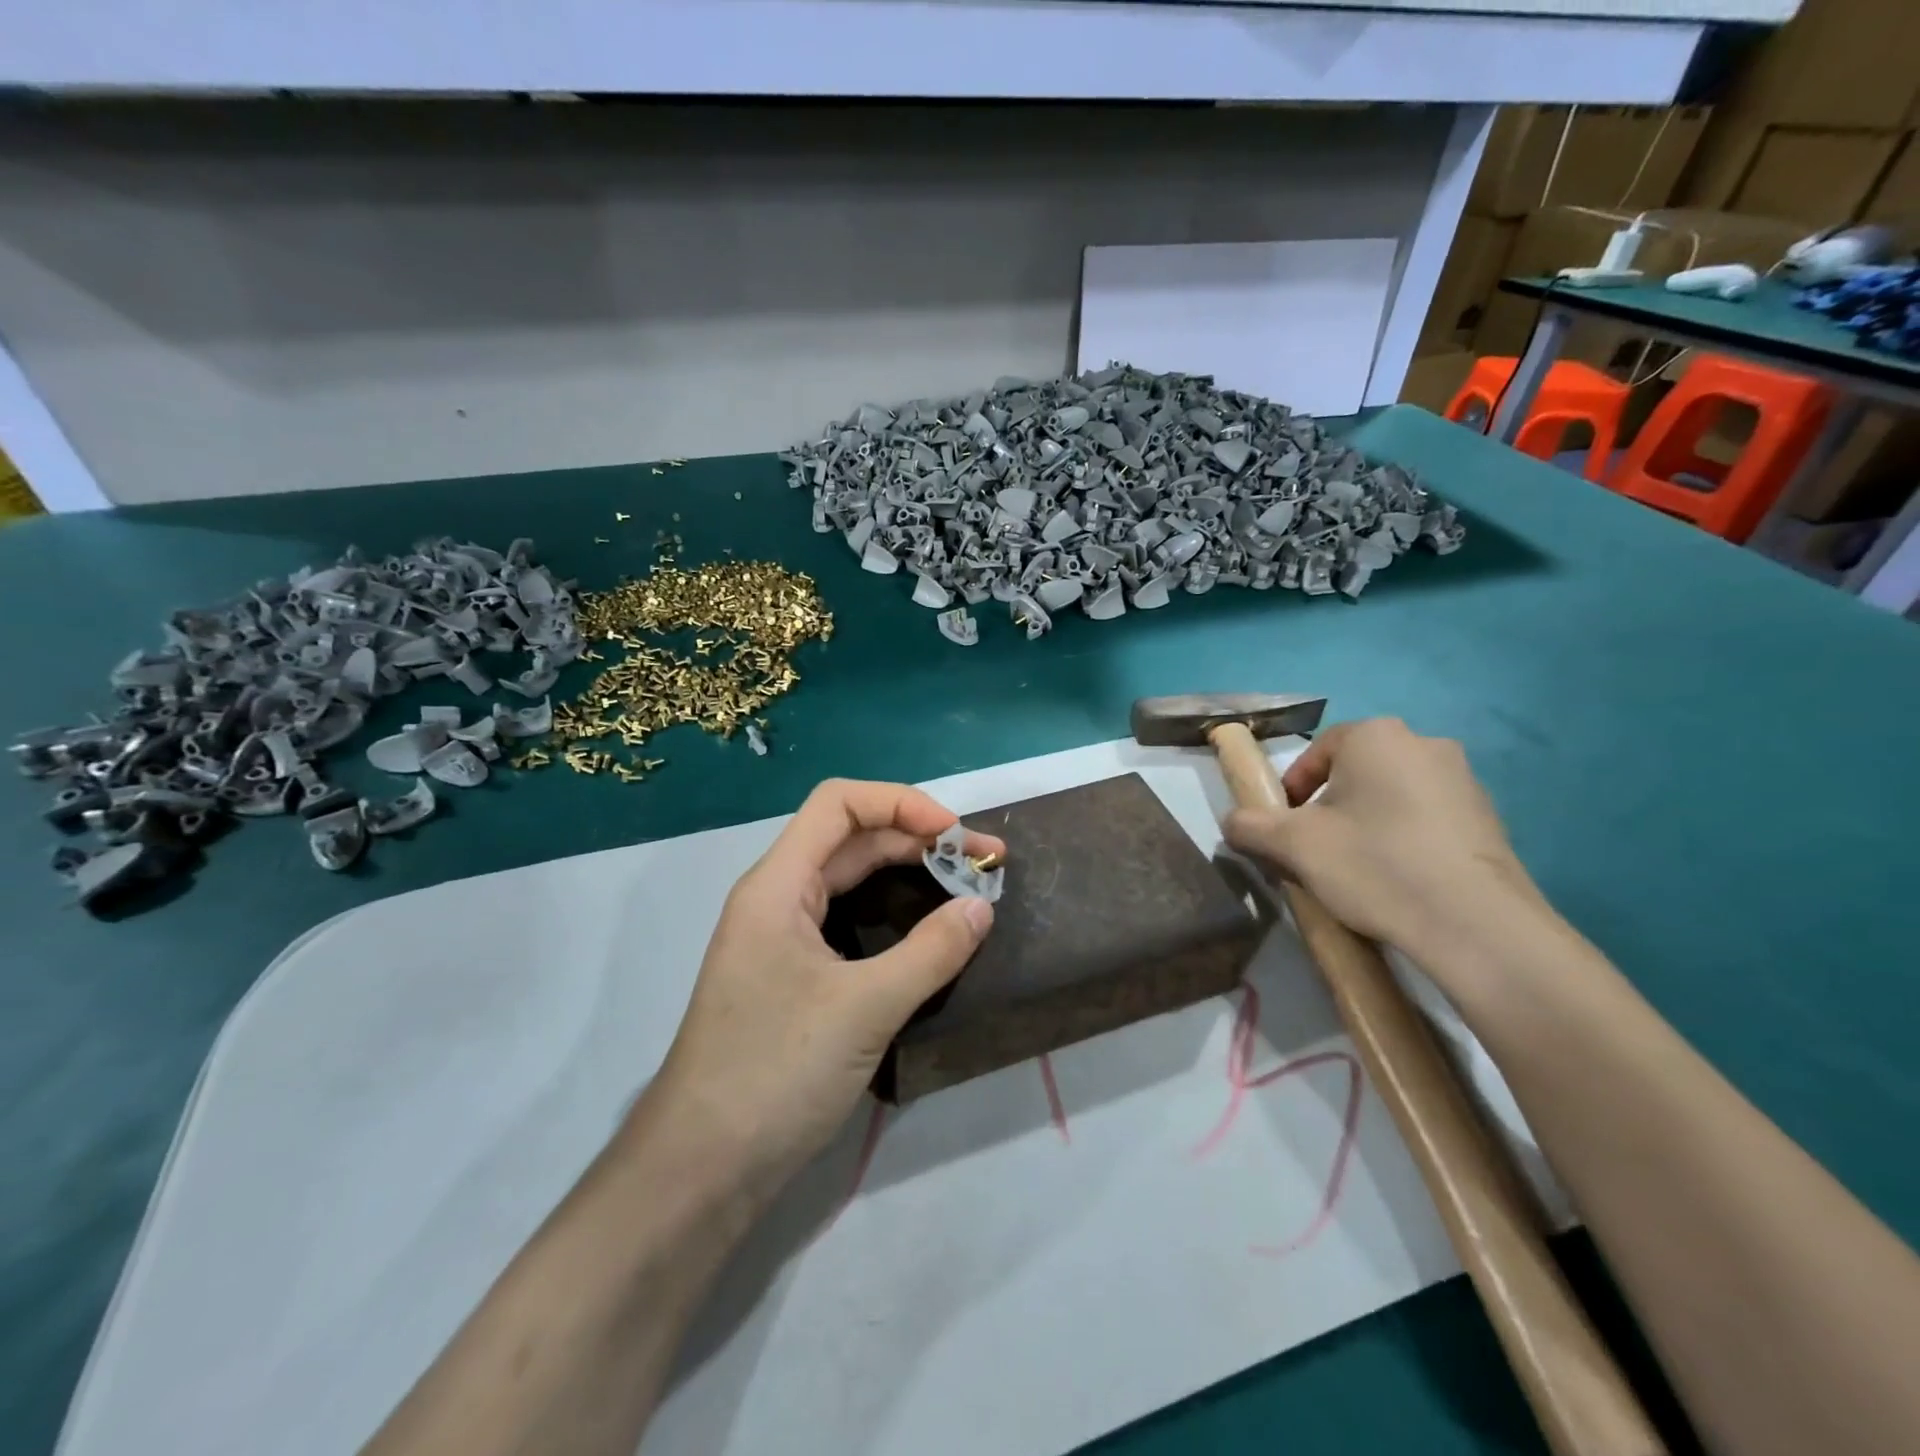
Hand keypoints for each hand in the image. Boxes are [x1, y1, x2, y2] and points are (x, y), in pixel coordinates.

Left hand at [636, 779, 1002, 1202]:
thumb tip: (981, 908)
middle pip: (851, 840)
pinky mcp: (793, 978)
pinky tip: (927, 935)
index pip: (839, 803)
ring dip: (907, 876)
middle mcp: (777, 899)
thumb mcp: (864, 1008)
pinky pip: (849, 923)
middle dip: (917, 841)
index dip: (901, 802)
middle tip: (981, 865)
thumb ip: (930, 952)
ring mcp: (782, 940)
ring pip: (851, 882)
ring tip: (964, 889)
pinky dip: (892, 916)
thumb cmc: (774, 1072)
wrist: (701, 1169)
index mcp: (778, 885)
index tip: (955, 834)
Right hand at [1222, 718, 1544, 962]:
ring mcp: (1465, 781)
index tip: (1284, 830)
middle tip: (1315, 851)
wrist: (1476, 924)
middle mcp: (1424, 744)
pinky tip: (1399, 880)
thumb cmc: (1374, 865)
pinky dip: (1404, 840)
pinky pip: (1427, 819)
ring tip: (1356, 870)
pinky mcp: (1489, 819)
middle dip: (1328, 808)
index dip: (1290, 791)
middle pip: (1354, 773)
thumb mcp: (1292, 845)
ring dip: (1366, 824)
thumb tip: (1233, 823)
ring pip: (1391, 796)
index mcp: (1376, 736)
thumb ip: (1249, 826)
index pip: (1315, 753)